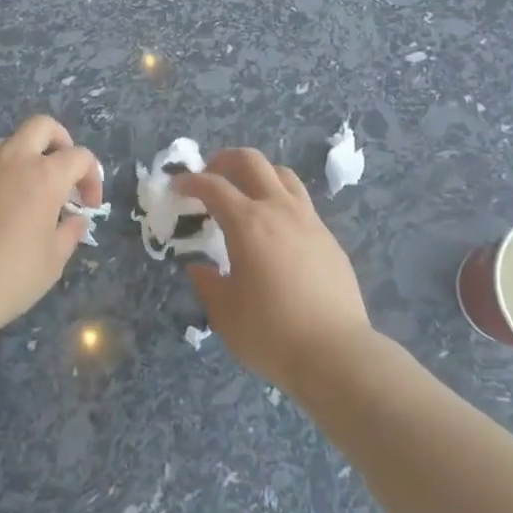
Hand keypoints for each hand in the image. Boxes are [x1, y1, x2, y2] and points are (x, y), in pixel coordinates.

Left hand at [0, 115, 100, 341]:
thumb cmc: (8, 277)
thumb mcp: (53, 261)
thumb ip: (70, 232)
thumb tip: (75, 218)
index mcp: (44, 175)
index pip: (79, 156)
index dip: (92, 176)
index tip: (88, 204)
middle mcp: (12, 159)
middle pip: (42, 126)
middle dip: (59, 141)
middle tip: (61, 171)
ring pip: (7, 143)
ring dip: (23, 159)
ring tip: (23, 194)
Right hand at [174, 149, 373, 396]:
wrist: (336, 353)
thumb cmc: (272, 333)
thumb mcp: (225, 314)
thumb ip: (208, 284)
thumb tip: (200, 268)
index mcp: (248, 223)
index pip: (213, 186)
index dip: (190, 181)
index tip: (176, 187)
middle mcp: (279, 210)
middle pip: (251, 161)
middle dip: (225, 159)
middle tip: (210, 173)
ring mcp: (309, 220)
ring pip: (282, 174)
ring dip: (258, 173)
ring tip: (245, 191)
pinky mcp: (328, 238)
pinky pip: (301, 202)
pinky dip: (281, 200)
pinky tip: (275, 228)